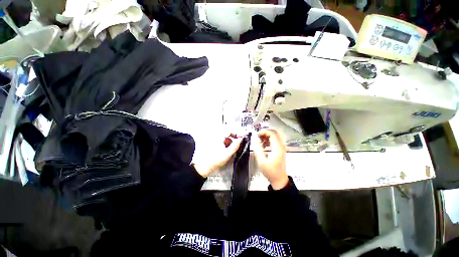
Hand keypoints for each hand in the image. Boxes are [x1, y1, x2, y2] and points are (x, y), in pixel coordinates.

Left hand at [193, 134, 242, 177]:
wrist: (204, 166)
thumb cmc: (214, 160)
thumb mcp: (227, 153)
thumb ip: (235, 145)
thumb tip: (240, 140)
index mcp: (219, 136)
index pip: (230, 130)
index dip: (237, 133)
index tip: (241, 137)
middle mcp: (216, 136)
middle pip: (227, 132)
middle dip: (234, 137)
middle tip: (238, 141)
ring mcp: (214, 139)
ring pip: (225, 137)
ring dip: (230, 140)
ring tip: (232, 147)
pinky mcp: (213, 143)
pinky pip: (222, 140)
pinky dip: (226, 143)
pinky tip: (227, 149)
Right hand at [253, 129, 287, 189]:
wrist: (279, 180)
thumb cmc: (270, 171)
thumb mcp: (261, 160)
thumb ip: (257, 148)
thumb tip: (254, 138)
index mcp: (278, 148)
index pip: (272, 133)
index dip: (264, 132)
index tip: (256, 134)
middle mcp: (281, 146)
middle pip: (274, 133)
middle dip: (264, 133)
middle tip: (257, 136)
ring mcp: (281, 148)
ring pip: (274, 137)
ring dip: (265, 137)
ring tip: (258, 141)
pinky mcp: (279, 150)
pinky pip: (273, 141)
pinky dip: (267, 141)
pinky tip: (262, 146)